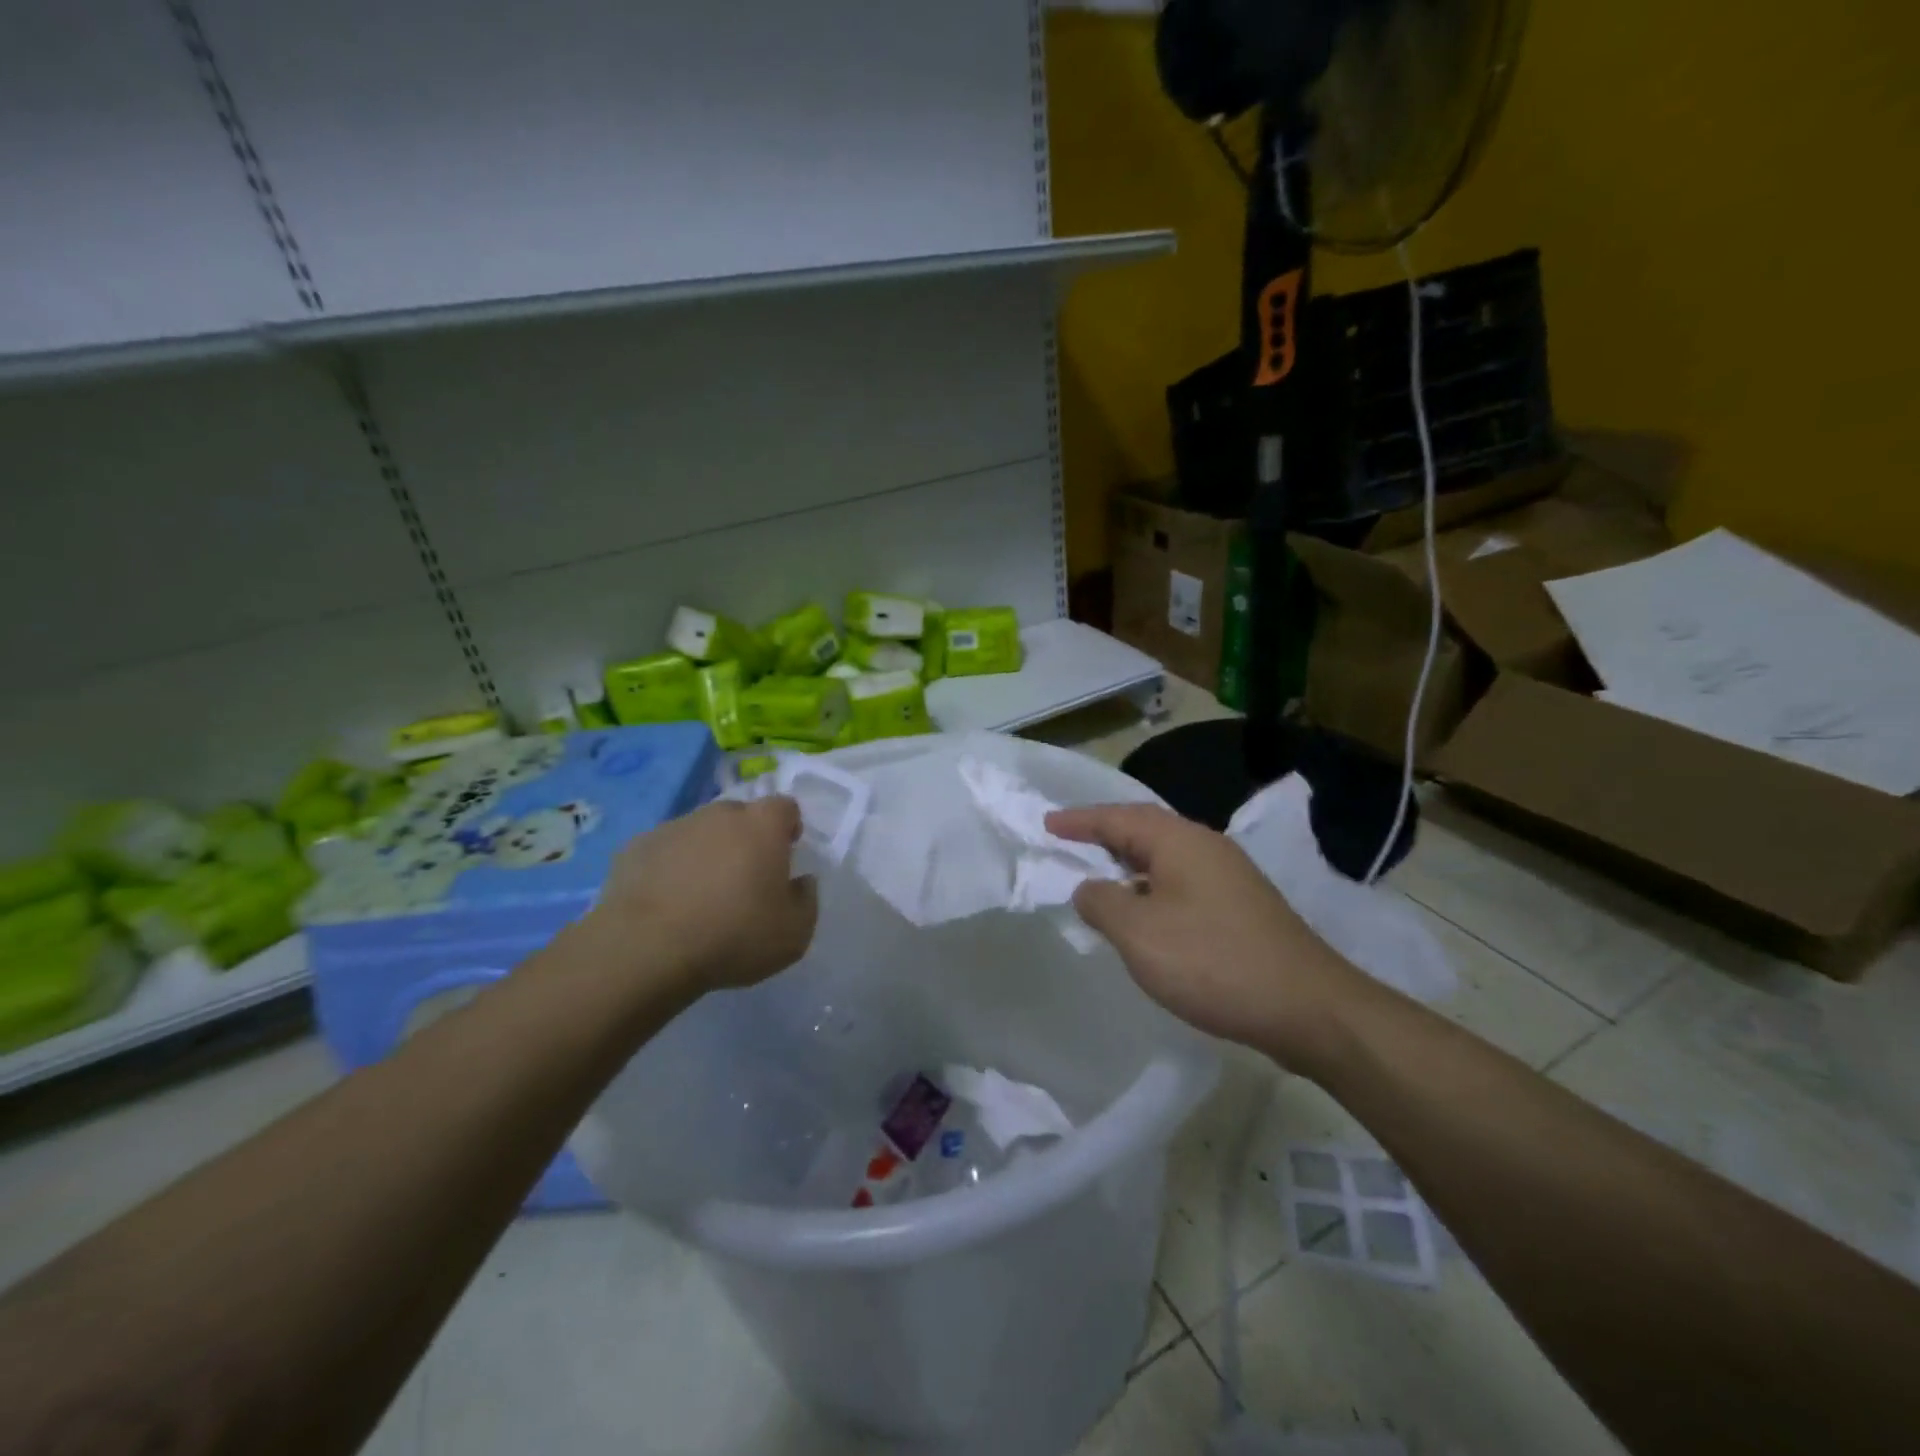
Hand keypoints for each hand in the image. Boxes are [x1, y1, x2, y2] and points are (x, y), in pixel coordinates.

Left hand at [590, 796, 817, 993]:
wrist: (647, 949)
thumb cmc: (734, 936)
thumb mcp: (795, 933)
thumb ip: (807, 900)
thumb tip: (802, 881)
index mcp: (762, 825)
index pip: (785, 807)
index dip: (788, 828)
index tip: (785, 855)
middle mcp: (719, 814)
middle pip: (740, 816)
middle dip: (745, 839)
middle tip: (743, 880)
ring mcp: (674, 827)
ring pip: (700, 832)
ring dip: (706, 853)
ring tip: (700, 896)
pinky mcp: (635, 847)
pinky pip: (664, 852)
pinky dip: (669, 869)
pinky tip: (666, 903)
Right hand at [1046, 803, 1356, 1061]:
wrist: (1307, 1007)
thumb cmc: (1213, 962)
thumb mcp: (1139, 933)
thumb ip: (1102, 903)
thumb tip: (1089, 888)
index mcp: (1180, 842)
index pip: (1119, 817)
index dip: (1080, 820)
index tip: (1047, 824)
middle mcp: (1206, 848)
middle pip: (1145, 830)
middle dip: (1104, 836)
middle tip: (1069, 843)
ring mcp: (1229, 878)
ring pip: (1165, 859)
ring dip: (1128, 866)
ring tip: (1098, 881)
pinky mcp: (1241, 908)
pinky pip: (1182, 884)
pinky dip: (1151, 890)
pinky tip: (1144, 919)